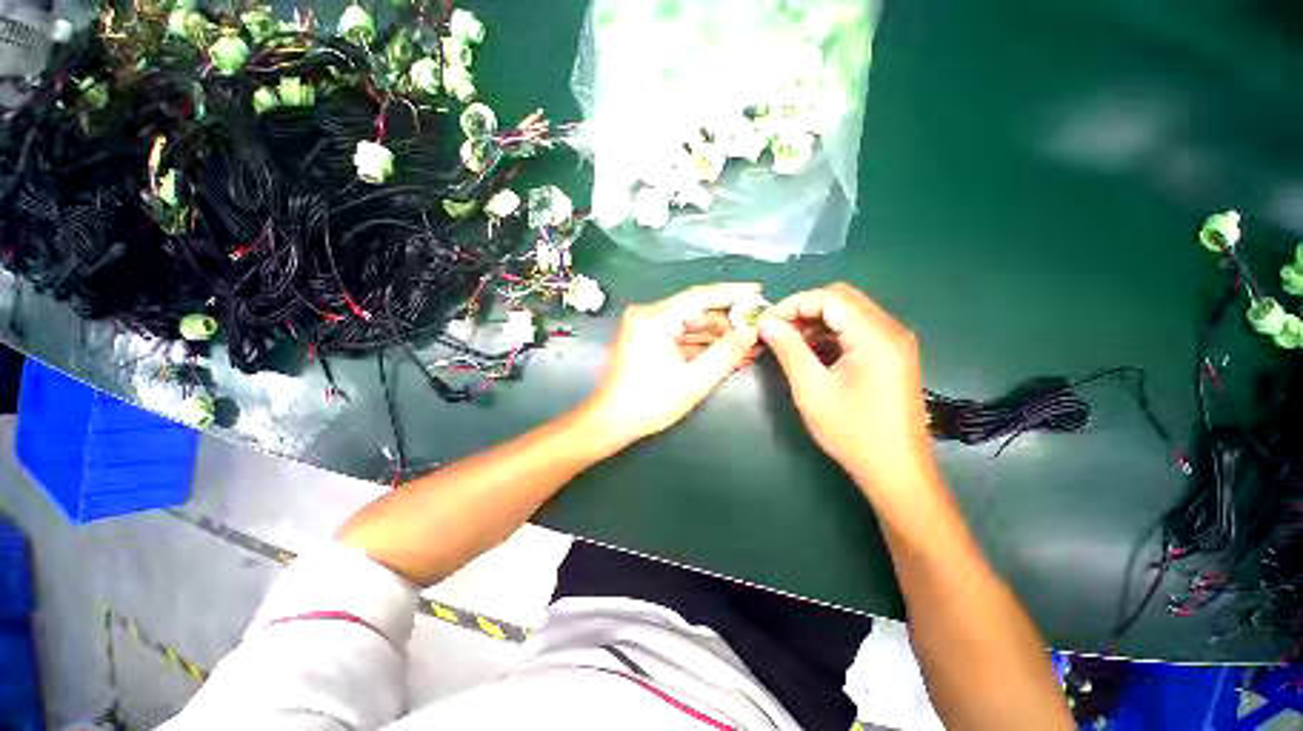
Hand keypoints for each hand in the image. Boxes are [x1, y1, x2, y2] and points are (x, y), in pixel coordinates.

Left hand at [582, 283, 760, 450]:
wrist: (612, 421)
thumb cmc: (650, 402)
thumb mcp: (694, 380)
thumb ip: (726, 353)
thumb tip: (750, 332)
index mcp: (655, 318)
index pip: (701, 296)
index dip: (733, 294)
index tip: (758, 292)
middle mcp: (648, 315)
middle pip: (696, 312)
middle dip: (728, 324)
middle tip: (757, 332)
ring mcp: (646, 326)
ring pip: (690, 325)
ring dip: (717, 337)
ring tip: (748, 347)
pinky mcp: (647, 338)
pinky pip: (680, 336)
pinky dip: (701, 346)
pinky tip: (725, 354)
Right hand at [758, 283, 935, 491]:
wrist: (896, 470)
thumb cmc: (852, 432)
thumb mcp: (812, 389)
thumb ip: (789, 350)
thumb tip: (767, 324)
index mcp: (875, 337)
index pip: (830, 298)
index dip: (793, 304)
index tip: (766, 322)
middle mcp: (891, 331)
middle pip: (842, 299)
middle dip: (804, 309)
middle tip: (776, 329)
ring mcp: (896, 342)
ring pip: (849, 313)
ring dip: (816, 321)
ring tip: (788, 341)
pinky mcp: (893, 355)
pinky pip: (857, 330)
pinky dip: (831, 334)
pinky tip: (811, 351)